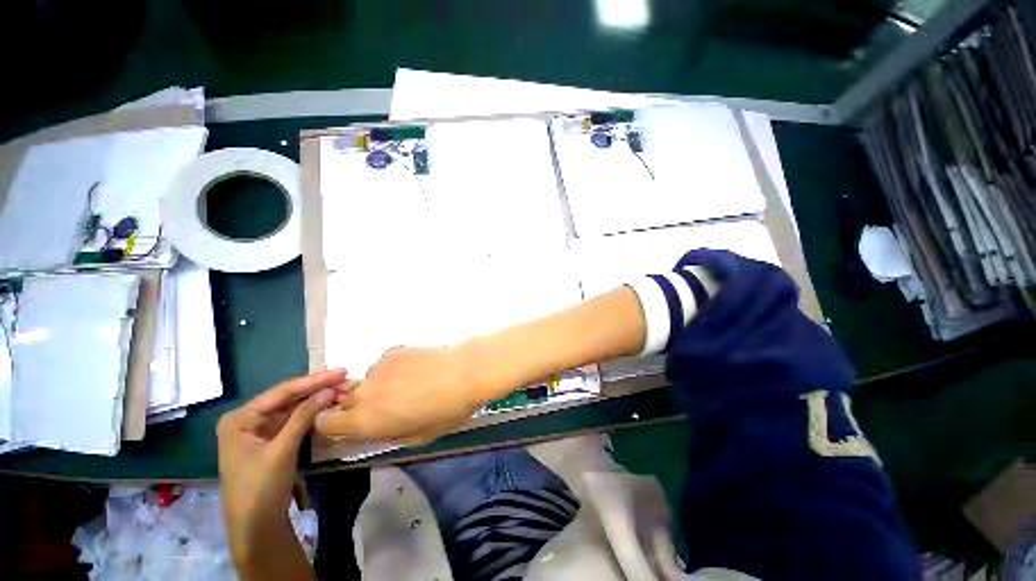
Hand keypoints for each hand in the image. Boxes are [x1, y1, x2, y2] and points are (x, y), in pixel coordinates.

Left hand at [217, 369, 352, 566]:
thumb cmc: (261, 487)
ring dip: (316, 399)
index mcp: (239, 419)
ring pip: (292, 408)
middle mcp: (246, 419)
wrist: (256, 526)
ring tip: (341, 388)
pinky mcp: (270, 441)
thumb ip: (304, 416)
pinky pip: (293, 420)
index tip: (340, 371)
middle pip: (287, 398)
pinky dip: (311, 413)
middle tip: (344, 378)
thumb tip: (330, 389)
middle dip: (316, 388)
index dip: (313, 381)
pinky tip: (327, 404)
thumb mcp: (283, 450)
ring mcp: (258, 430)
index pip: (281, 392)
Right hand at [315, 346, 486, 445]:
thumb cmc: (446, 410)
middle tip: (391, 406)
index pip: (325, 422)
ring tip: (410, 384)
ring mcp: (378, 367)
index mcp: (365, 420)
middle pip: (346, 400)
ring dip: (380, 386)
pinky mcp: (393, 350)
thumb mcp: (418, 437)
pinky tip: (418, 369)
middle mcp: (364, 392)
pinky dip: (394, 369)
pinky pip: (384, 364)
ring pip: (368, 381)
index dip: (337, 425)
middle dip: (361, 406)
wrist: (465, 372)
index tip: (357, 425)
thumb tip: (378, 428)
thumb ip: (388, 434)